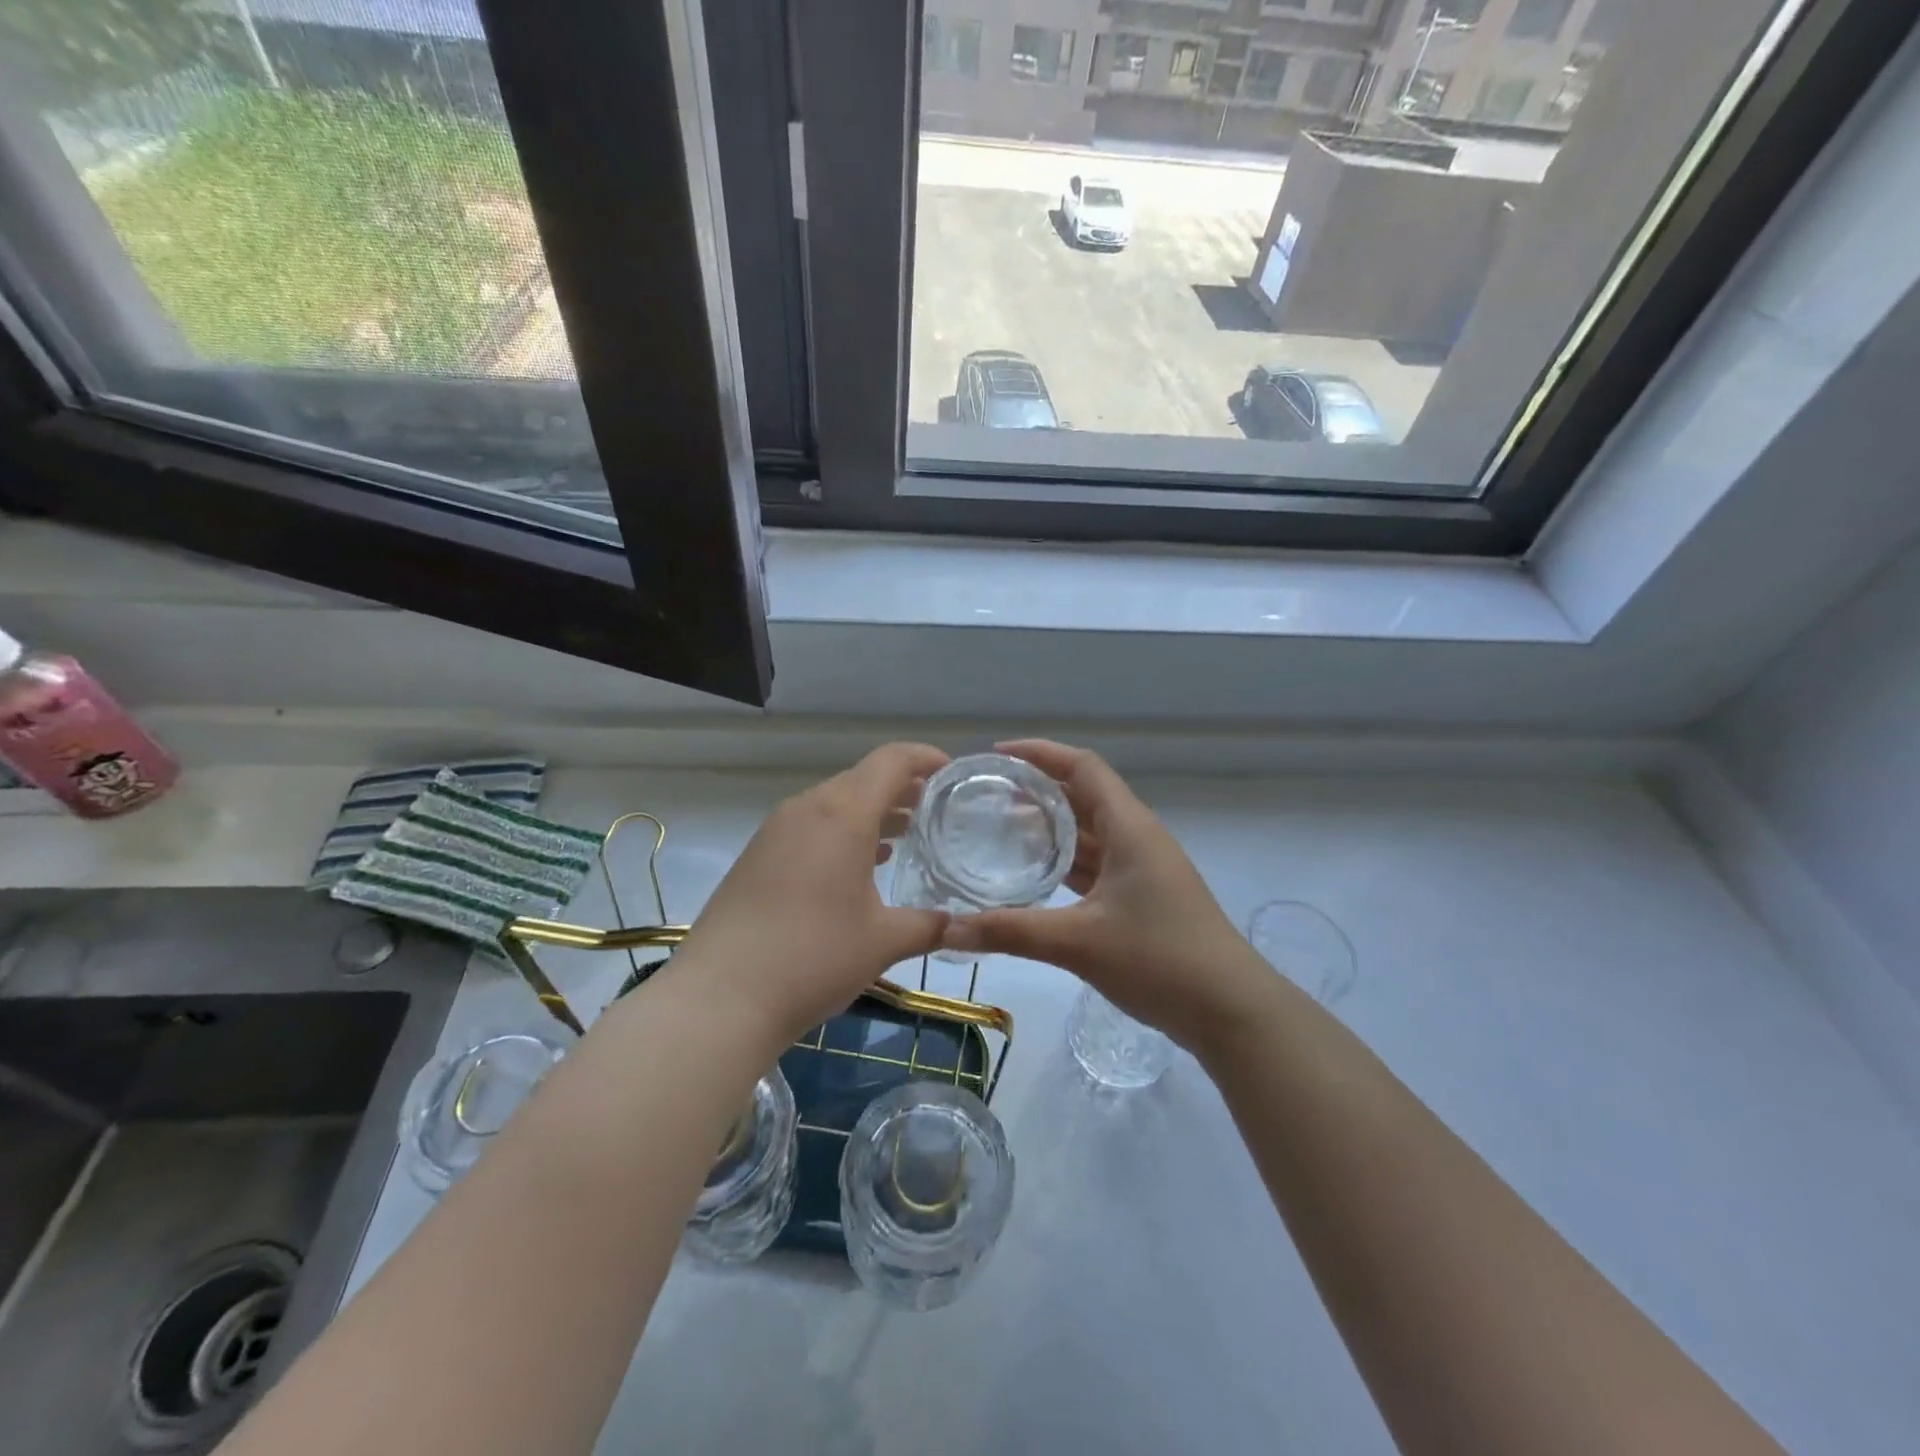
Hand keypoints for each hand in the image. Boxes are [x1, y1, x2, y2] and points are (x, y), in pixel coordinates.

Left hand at [668, 743, 953, 1050]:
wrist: (720, 997)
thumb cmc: (814, 957)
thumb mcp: (883, 942)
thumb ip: (929, 925)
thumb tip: (959, 924)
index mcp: (843, 813)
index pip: (891, 761)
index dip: (925, 758)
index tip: (952, 772)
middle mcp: (807, 809)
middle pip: (862, 779)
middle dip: (901, 788)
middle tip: (935, 809)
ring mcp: (776, 831)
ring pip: (834, 804)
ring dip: (871, 812)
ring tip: (905, 834)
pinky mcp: (757, 856)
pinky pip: (810, 827)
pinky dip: (842, 833)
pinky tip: (859, 866)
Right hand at [939, 740, 1262, 1049]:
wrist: (1231, 1010)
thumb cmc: (1161, 959)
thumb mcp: (1080, 943)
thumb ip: (1013, 932)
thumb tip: (951, 929)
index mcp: (1129, 827)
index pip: (1082, 767)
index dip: (1040, 753)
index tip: (997, 756)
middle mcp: (1136, 837)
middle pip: (1082, 797)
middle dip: (1036, 792)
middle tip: (986, 798)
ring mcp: (1142, 869)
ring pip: (1089, 834)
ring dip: (1049, 830)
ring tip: (999, 833)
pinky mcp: (1143, 898)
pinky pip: (1096, 866)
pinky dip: (1064, 864)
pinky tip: (1033, 879)